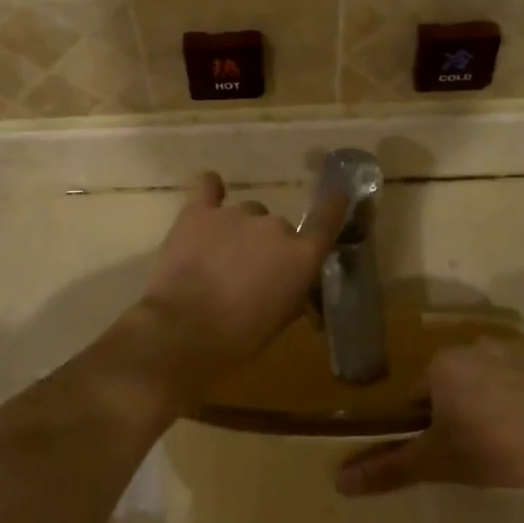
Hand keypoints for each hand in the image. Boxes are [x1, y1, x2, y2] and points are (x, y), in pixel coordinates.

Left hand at [136, 172, 347, 381]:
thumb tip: (294, 285)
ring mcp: (236, 214)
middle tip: (248, 272)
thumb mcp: (280, 320)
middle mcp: (275, 226)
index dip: (334, 205)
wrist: (184, 329)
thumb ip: (293, 292)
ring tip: (218, 257)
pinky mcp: (199, 211)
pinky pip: (208, 187)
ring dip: (238, 230)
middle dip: (267, 246)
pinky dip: (210, 191)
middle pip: (277, 226)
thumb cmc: (239, 336)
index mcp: (301, 255)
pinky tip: (208, 202)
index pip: (327, 219)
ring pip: (246, 213)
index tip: (339, 194)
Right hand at [336, 338, 523, 495]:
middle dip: (461, 407)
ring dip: (494, 396)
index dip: (429, 425)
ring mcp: (515, 345)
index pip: (419, 394)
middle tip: (480, 445)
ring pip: (491, 374)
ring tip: (512, 434)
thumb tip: (339, 480)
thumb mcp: (440, 462)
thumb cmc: (498, 445)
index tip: (449, 449)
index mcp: (441, 363)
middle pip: (455, 380)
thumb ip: (390, 467)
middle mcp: (472, 343)